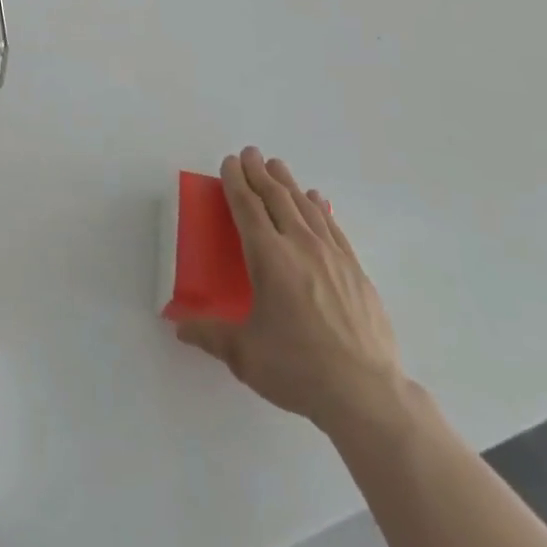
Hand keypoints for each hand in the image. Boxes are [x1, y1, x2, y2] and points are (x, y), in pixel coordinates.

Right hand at [176, 148, 408, 441]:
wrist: (366, 393)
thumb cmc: (298, 368)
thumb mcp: (245, 354)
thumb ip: (210, 335)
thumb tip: (179, 327)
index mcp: (269, 258)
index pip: (247, 207)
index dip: (236, 182)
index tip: (230, 162)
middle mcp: (299, 245)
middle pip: (276, 198)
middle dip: (259, 173)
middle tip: (250, 153)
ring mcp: (332, 256)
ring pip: (305, 206)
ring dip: (288, 183)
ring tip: (277, 166)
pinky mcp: (355, 270)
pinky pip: (332, 226)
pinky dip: (319, 208)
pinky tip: (316, 200)